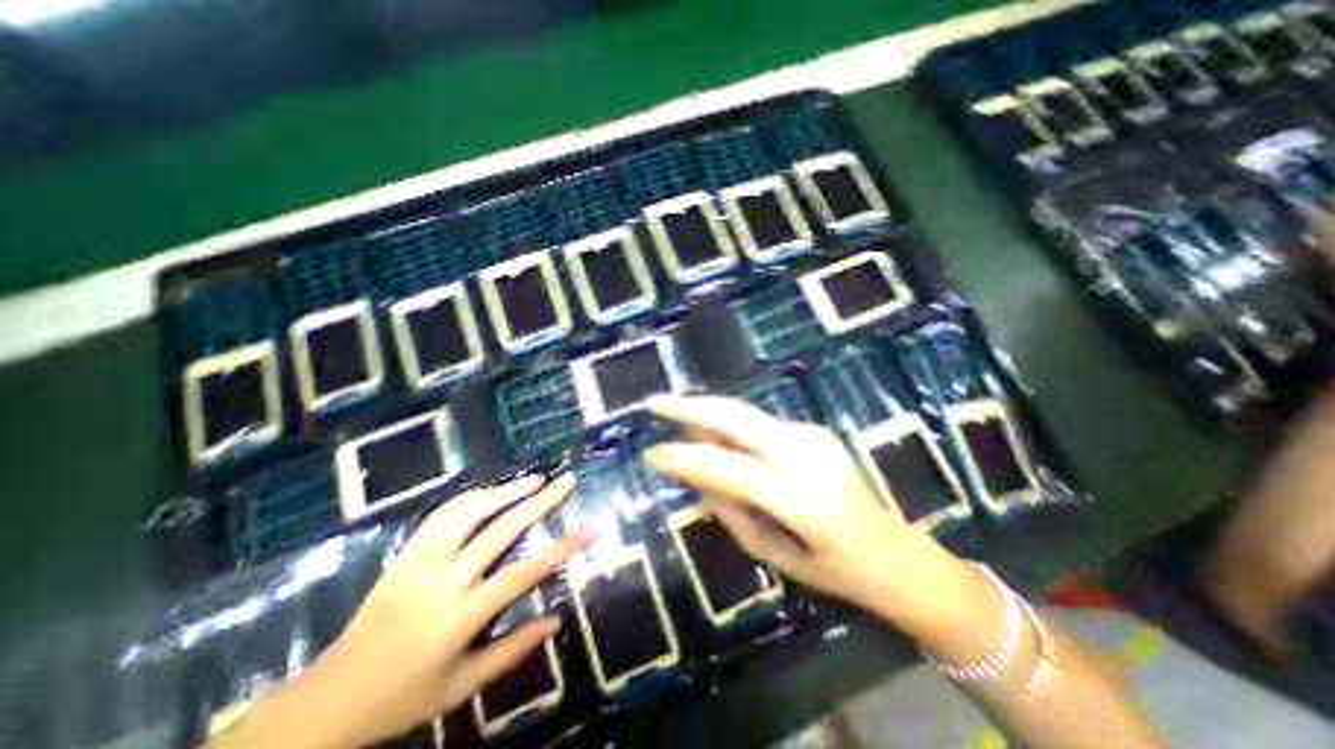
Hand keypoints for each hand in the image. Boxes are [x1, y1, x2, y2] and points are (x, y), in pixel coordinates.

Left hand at [210, 473, 586, 748]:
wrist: (329, 701)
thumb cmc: (404, 697)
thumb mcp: (463, 686)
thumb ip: (513, 650)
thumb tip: (557, 620)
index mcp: (462, 616)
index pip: (523, 573)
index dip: (561, 548)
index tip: (589, 529)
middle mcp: (445, 581)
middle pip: (501, 530)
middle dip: (540, 501)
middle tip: (566, 481)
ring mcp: (421, 563)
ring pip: (469, 512)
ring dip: (505, 491)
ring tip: (534, 479)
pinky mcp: (404, 555)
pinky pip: (439, 516)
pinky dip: (469, 497)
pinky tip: (489, 490)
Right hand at [637, 394, 966, 633]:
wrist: (898, 556)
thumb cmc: (836, 572)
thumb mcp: (774, 553)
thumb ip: (730, 508)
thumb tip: (695, 472)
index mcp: (803, 500)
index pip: (728, 468)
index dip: (684, 459)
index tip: (651, 454)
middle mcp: (809, 455)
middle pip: (738, 417)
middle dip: (692, 407)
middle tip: (657, 404)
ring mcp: (815, 436)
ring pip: (746, 414)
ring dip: (710, 416)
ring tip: (684, 431)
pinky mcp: (816, 430)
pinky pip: (760, 424)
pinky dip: (732, 427)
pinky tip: (722, 444)